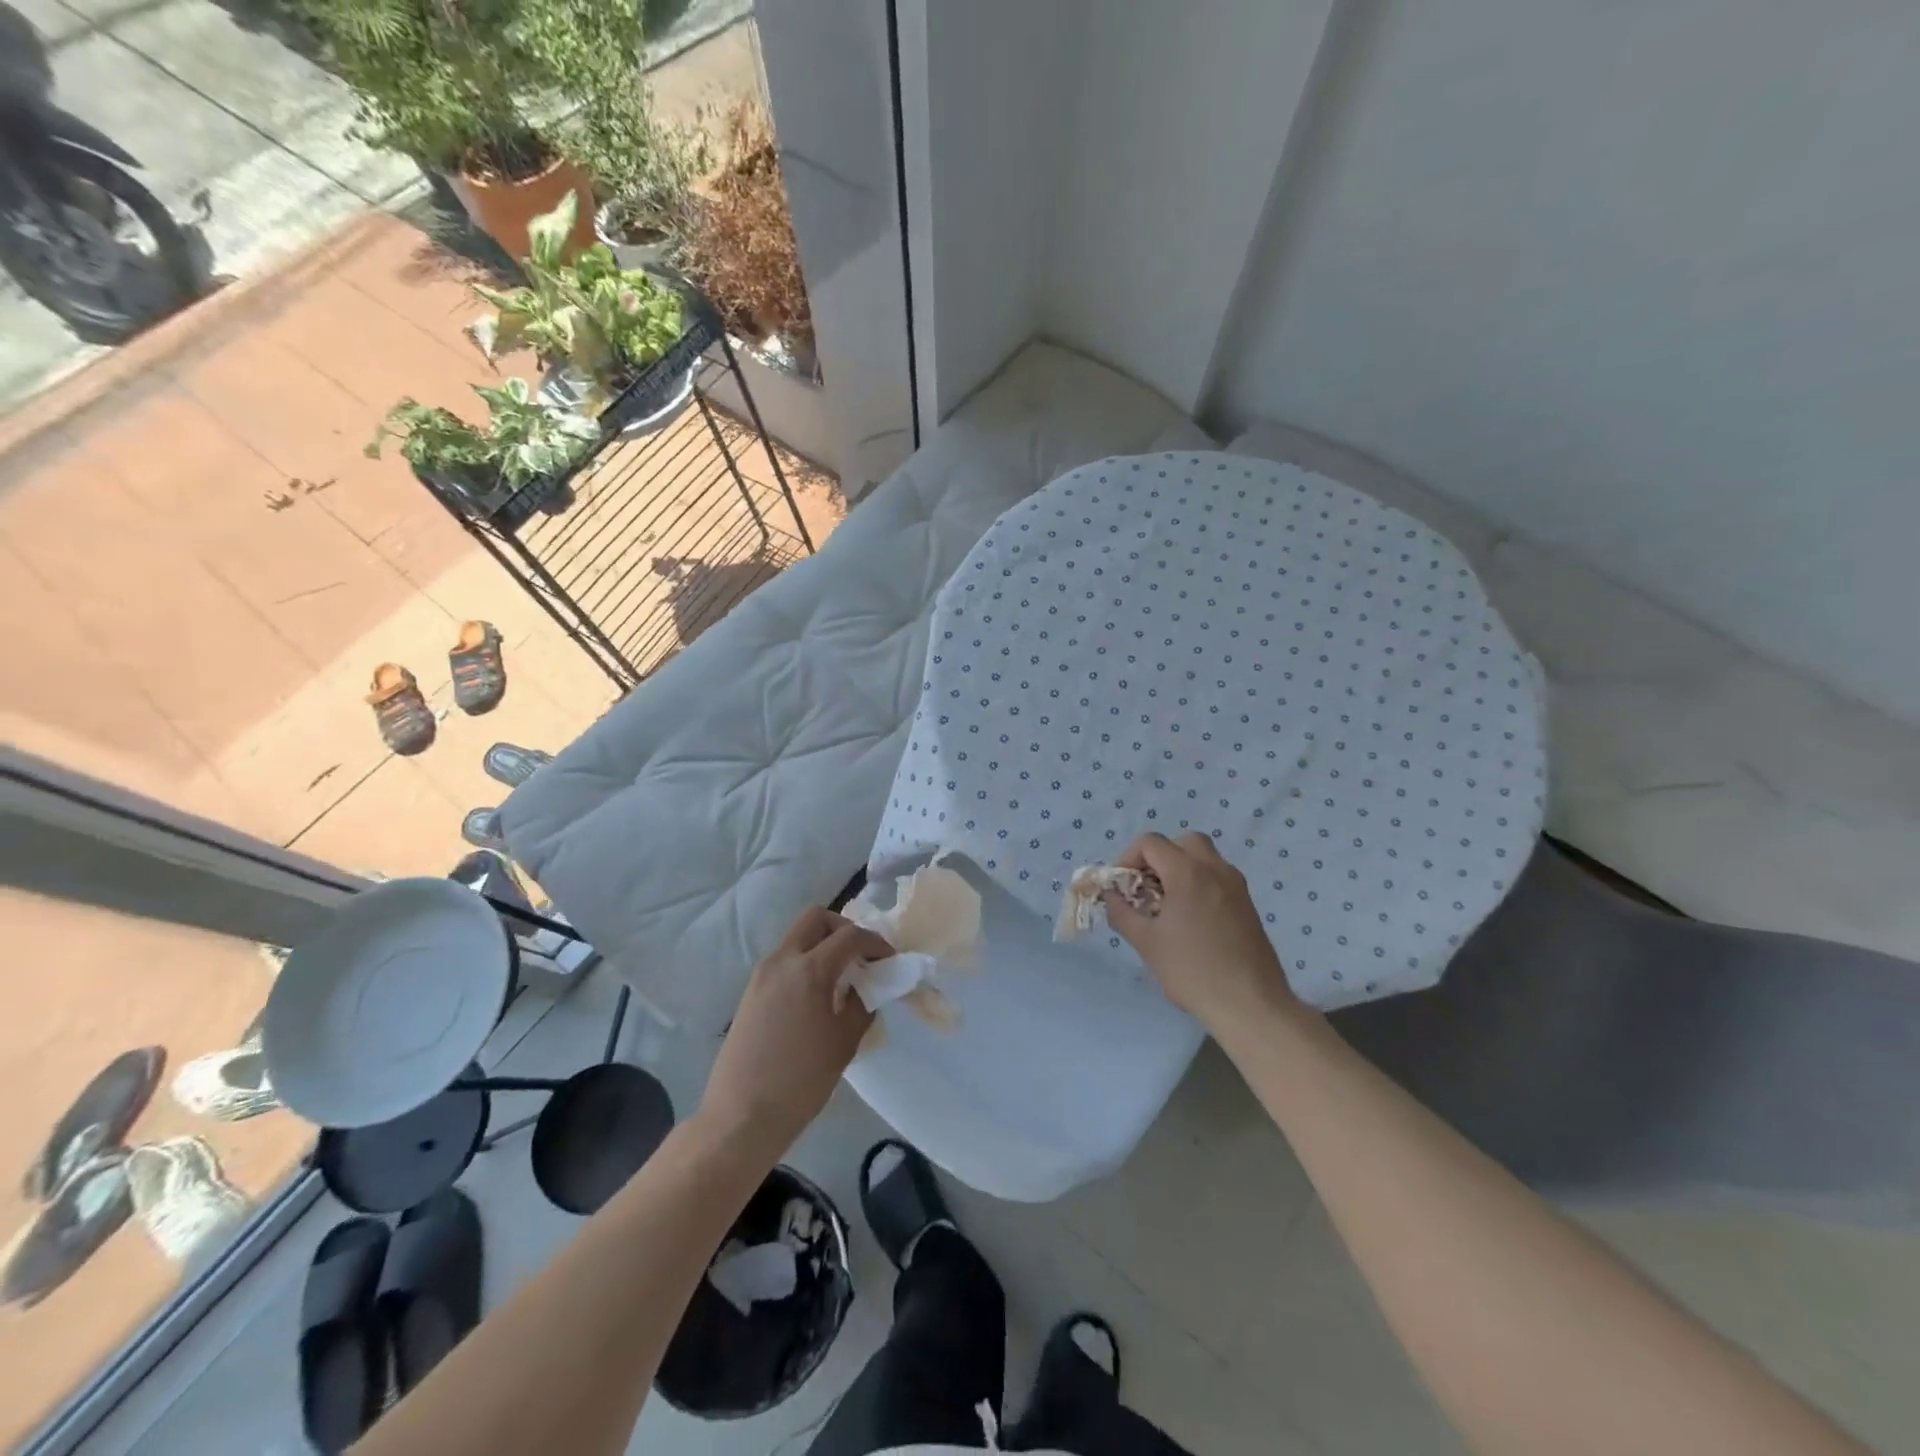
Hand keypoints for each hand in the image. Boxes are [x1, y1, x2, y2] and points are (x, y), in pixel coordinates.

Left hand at [699, 906, 893, 1160]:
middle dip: (844, 929)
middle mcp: (782, 961)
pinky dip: (806, 963)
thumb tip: (870, 987)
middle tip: (862, 957)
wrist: (741, 1117)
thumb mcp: (845, 1042)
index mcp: (809, 970)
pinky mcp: (751, 992)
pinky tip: (819, 996)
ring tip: (843, 979)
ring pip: (798, 938)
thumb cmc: (801, 1081)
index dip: (876, 943)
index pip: (850, 936)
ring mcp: (761, 975)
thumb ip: (863, 1005)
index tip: (890, 960)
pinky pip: (785, 961)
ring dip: (823, 945)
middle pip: (816, 919)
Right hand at [1104, 832, 1297, 1029]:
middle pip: (1182, 842)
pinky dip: (1199, 884)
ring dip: (1180, 869)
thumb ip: (1121, 912)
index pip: (1150, 843)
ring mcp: (1236, 885)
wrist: (1250, 1004)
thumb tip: (1111, 895)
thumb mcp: (1145, 942)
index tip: (1123, 887)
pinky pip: (1218, 878)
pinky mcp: (1248, 904)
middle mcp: (1215, 869)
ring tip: (1167, 906)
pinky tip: (1191, 921)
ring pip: (1204, 858)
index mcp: (1188, 872)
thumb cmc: (1192, 970)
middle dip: (1159, 858)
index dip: (1128, 858)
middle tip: (1146, 888)